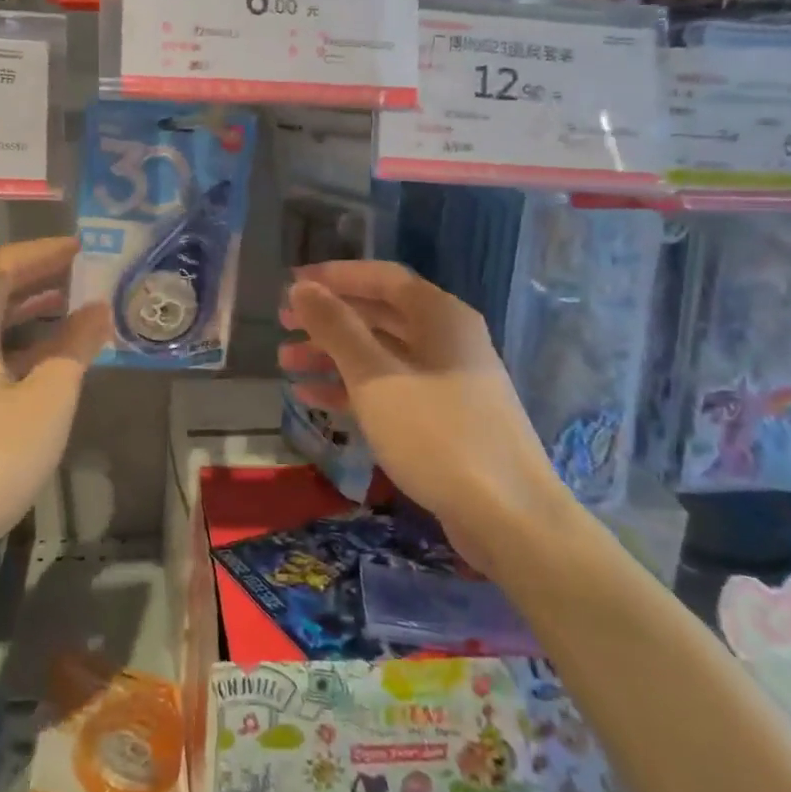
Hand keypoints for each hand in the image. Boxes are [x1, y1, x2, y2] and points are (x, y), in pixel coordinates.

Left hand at [0, 238, 111, 585]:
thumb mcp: (47, 401)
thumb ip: (75, 348)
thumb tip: (98, 309)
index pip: (2, 266)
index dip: (43, 252)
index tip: (82, 248)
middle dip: (33, 274)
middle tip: (78, 271)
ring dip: (24, 309)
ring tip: (68, 306)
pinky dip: (14, 344)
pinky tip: (42, 362)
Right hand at [279, 261, 563, 574]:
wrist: (507, 515)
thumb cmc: (436, 433)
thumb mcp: (375, 376)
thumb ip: (336, 328)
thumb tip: (302, 288)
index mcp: (439, 316)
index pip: (381, 278)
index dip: (335, 276)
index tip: (292, 284)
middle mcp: (446, 339)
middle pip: (379, 315)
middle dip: (329, 318)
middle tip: (283, 323)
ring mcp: (446, 380)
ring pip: (381, 354)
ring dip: (333, 355)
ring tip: (287, 362)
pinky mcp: (442, 418)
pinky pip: (389, 389)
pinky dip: (352, 389)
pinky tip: (312, 398)